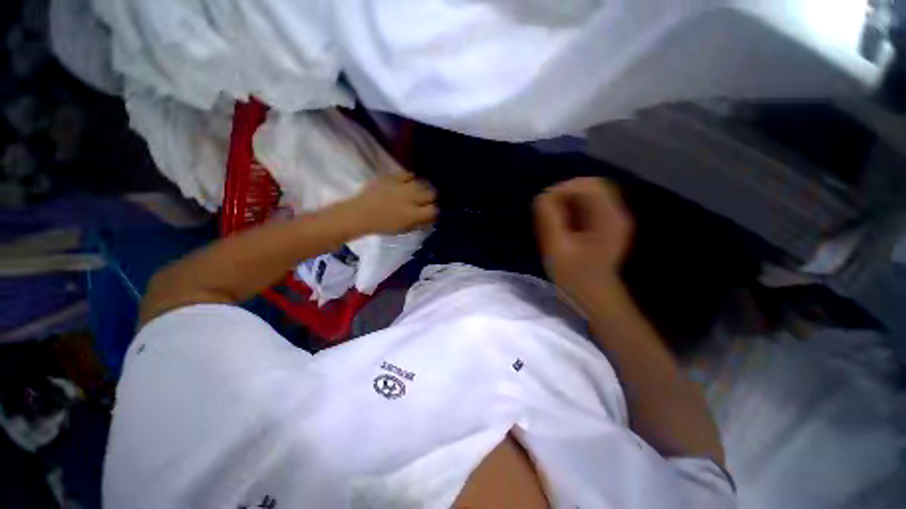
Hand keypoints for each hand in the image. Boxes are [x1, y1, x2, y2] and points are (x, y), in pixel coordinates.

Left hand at [336, 172, 437, 234]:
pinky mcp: (392, 177)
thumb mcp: (403, 229)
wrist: (359, 214)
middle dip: (431, 198)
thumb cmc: (382, 225)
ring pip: (422, 183)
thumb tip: (429, 219)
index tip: (431, 213)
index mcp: (413, 214)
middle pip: (431, 194)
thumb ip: (418, 223)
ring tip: (418, 192)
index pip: (434, 210)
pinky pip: (408, 174)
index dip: (435, 212)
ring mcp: (401, 186)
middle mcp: (411, 198)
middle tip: (426, 202)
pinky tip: (409, 183)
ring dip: (423, 188)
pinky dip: (411, 178)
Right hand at [533, 177, 633, 306]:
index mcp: (609, 219)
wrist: (592, 298)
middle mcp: (615, 214)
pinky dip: (570, 209)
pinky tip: (561, 225)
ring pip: (587, 195)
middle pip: (589, 187)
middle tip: (547, 214)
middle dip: (564, 195)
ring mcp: (611, 219)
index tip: (545, 207)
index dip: (563, 190)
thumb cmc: (574, 277)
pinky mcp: (604, 225)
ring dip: (566, 202)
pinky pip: (585, 207)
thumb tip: (544, 195)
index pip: (588, 185)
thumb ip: (548, 218)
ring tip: (552, 221)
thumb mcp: (556, 248)